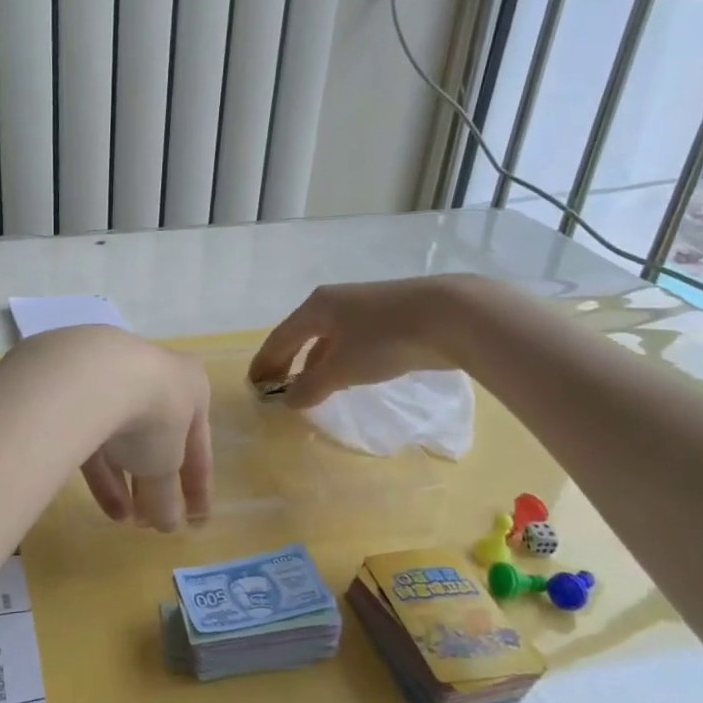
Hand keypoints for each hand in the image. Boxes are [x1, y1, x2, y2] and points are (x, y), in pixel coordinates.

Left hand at [71, 333, 212, 531]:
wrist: (94, 377)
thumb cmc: (152, 417)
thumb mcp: (165, 466)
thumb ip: (167, 496)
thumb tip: (168, 524)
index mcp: (192, 388)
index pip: (199, 446)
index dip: (198, 488)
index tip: (196, 522)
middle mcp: (155, 378)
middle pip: (158, 439)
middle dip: (155, 484)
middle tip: (152, 521)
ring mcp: (113, 380)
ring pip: (124, 438)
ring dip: (128, 481)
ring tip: (127, 521)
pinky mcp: (78, 391)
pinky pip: (95, 434)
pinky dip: (102, 469)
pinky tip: (105, 503)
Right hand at [247, 279, 457, 408]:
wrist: (449, 316)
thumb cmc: (384, 340)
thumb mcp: (342, 368)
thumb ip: (311, 386)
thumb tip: (289, 400)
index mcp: (316, 307)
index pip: (280, 338)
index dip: (264, 363)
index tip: (253, 385)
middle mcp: (334, 303)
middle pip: (301, 335)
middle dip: (286, 362)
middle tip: (275, 387)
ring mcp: (362, 308)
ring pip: (327, 339)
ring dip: (313, 363)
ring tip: (308, 388)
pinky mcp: (387, 318)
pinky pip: (349, 342)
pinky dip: (337, 360)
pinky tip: (343, 377)